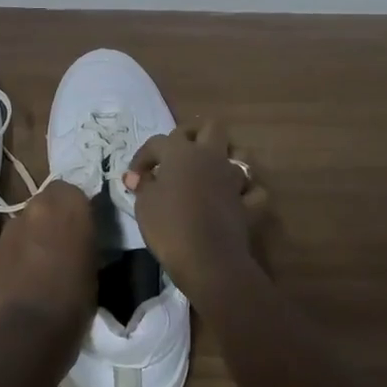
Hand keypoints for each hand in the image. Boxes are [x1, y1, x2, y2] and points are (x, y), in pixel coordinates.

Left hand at [0, 181, 96, 353]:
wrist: (27, 331)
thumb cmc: (74, 300)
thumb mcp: (94, 264)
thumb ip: (84, 237)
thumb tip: (79, 235)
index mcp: (69, 205)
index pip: (72, 189)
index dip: (75, 208)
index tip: (81, 228)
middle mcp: (37, 207)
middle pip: (46, 200)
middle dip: (52, 216)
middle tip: (62, 242)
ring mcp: (11, 227)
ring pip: (25, 220)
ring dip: (33, 233)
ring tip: (40, 263)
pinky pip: (10, 242)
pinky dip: (17, 252)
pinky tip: (22, 277)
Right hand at [122, 122, 265, 306]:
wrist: (208, 259)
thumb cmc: (169, 226)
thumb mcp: (144, 204)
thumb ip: (142, 185)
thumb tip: (137, 176)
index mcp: (181, 152)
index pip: (158, 141)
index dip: (144, 156)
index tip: (135, 177)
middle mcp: (210, 156)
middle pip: (210, 127)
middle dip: (194, 134)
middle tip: (178, 153)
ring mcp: (233, 178)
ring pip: (238, 154)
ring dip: (226, 159)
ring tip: (209, 173)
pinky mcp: (248, 203)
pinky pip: (252, 190)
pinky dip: (245, 192)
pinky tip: (234, 199)